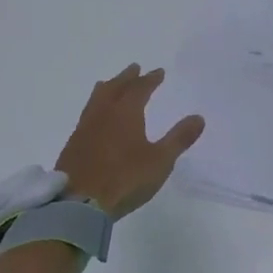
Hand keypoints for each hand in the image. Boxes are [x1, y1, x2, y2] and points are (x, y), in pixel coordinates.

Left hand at [55, 65, 205, 219]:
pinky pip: (87, 115)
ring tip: (110, 84)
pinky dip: (95, 107)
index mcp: (125, 112)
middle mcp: (103, 113)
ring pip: (97, 99)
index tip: (159, 72)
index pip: (140, 88)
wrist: (78, 204)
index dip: (150, 79)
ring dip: (108, 88)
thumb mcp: (160, 161)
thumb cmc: (124, 179)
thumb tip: (199, 117)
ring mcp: (85, 128)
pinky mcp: (73, 145)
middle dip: (127, 77)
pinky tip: (95, 118)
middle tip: (134, 68)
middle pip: (115, 87)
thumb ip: (179, 138)